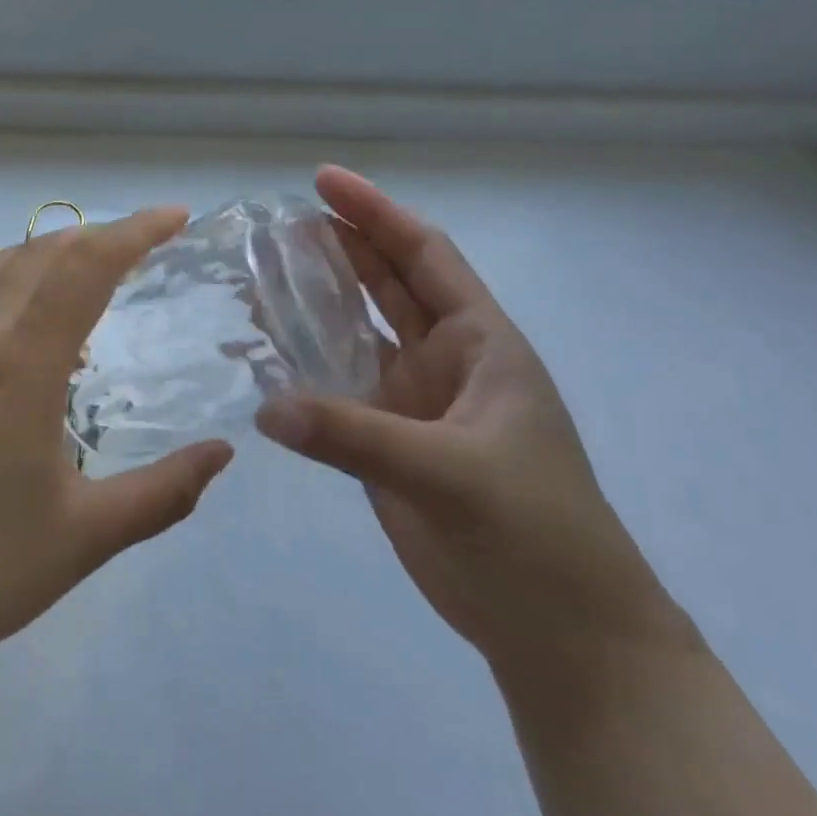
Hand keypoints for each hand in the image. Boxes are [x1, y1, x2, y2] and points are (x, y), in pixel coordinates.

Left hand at [0, 208, 233, 683]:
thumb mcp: (88, 536)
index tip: (178, 217)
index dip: (133, 233)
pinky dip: (18, 276)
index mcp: (21, 368)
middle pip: (41, 253)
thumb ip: (164, 491)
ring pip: (1, 266)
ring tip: (99, 262)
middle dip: (101, 232)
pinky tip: (40, 318)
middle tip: (152, 239)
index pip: (82, 270)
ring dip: (53, 248)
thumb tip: (223, 451)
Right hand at [256, 167, 695, 686]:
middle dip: (337, 247)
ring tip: (256, 277)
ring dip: (313, 304)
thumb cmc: (535, 536)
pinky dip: (299, 369)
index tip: (323, 181)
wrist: (560, 633)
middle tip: (274, 224)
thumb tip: (267, 406)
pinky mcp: (385, 443)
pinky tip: (261, 357)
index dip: (377, 214)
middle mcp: (444, 362)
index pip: (424, 256)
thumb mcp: (453, 474)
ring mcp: (411, 403)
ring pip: (354, 334)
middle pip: (384, 284)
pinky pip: (333, 390)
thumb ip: (356, 437)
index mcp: (480, 345)